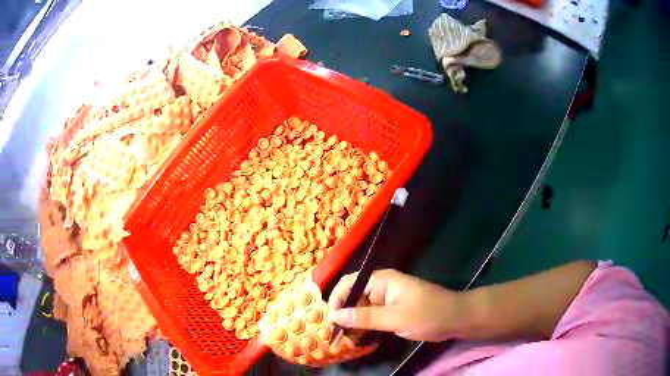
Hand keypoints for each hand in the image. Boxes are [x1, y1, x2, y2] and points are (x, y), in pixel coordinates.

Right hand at [328, 269, 462, 341]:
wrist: (455, 319)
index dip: (336, 299)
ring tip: (342, 338)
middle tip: (334, 333)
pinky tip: (357, 337)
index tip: (329, 320)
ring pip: (361, 307)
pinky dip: (363, 325)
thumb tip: (335, 315)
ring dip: (352, 321)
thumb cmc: (428, 314)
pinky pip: (371, 315)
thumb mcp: (396, 318)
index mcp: (382, 280)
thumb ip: (365, 317)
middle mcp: (381, 286)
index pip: (349, 283)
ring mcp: (387, 299)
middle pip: (353, 295)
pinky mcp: (391, 310)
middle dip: (343, 312)